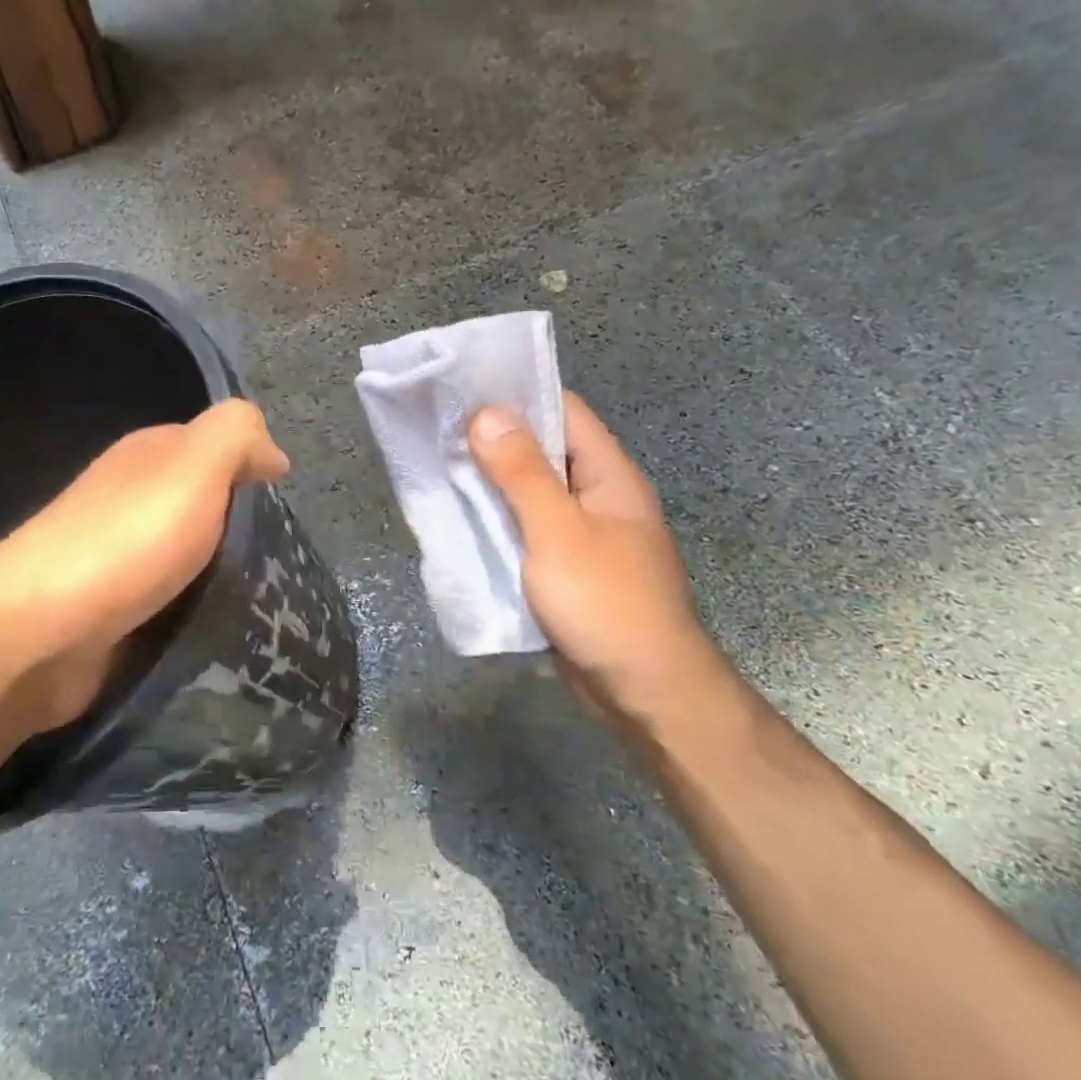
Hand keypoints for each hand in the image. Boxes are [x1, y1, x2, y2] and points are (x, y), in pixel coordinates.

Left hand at [0, 399, 289, 734]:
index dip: (252, 471)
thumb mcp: (193, 466)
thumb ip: (236, 435)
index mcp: (147, 458)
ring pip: (190, 559)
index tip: (284, 510)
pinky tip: (219, 629)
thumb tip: (272, 452)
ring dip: (221, 577)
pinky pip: (170, 604)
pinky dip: (194, 613)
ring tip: (263, 601)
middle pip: (204, 508)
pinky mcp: (113, 614)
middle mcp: (130, 501)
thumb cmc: (125, 542)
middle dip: (241, 532)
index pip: (214, 449)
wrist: (36, 634)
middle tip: (281, 563)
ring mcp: (117, 559)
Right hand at [468, 393, 713, 714]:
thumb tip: (486, 412)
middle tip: (436, 429)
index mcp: (607, 475)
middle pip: (542, 451)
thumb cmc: (606, 602)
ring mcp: (581, 534)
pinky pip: (525, 531)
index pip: (563, 411)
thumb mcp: (558, 532)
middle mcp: (596, 496)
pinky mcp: (563, 568)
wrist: (644, 692)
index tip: (464, 387)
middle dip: (492, 440)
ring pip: (529, 494)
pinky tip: (459, 521)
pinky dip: (495, 523)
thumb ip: (521, 473)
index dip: (517, 394)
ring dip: (489, 484)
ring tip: (437, 468)